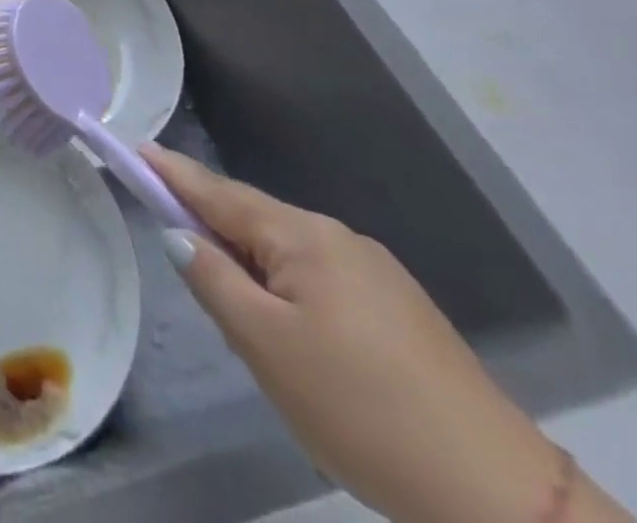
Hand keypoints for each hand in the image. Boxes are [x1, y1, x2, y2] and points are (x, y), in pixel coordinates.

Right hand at [144, 145, 570, 522]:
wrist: (503, 498)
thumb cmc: (360, 408)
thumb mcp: (264, 344)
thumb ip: (212, 278)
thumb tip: (178, 233)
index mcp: (302, 236)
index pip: (218, 191)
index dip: (171, 171)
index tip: (134, 147)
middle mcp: (338, 238)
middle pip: (253, 219)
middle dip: (211, 226)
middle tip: (173, 243)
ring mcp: (377, 274)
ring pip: (287, 254)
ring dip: (251, 265)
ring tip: (234, 310)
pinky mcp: (402, 311)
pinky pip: (320, 279)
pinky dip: (287, 289)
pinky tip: (293, 333)